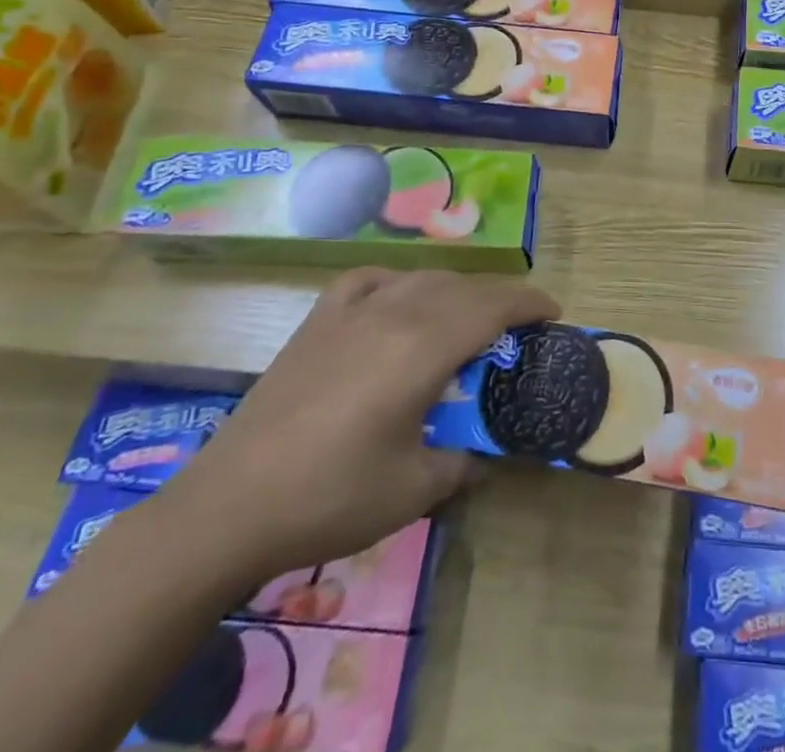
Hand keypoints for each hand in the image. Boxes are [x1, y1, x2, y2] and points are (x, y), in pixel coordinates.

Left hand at [150, 268, 558, 586]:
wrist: (230, 506)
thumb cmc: (331, 497)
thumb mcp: (413, 490)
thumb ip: (460, 461)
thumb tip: (481, 453)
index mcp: (424, 347)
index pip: (493, 306)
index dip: (530, 303)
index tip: (554, 313)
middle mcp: (394, 313)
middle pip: (463, 287)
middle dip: (500, 297)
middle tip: (519, 323)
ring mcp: (352, 312)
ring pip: (421, 279)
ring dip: (456, 289)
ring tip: (468, 314)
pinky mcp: (317, 321)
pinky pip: (368, 280)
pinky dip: (396, 281)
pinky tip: (396, 299)